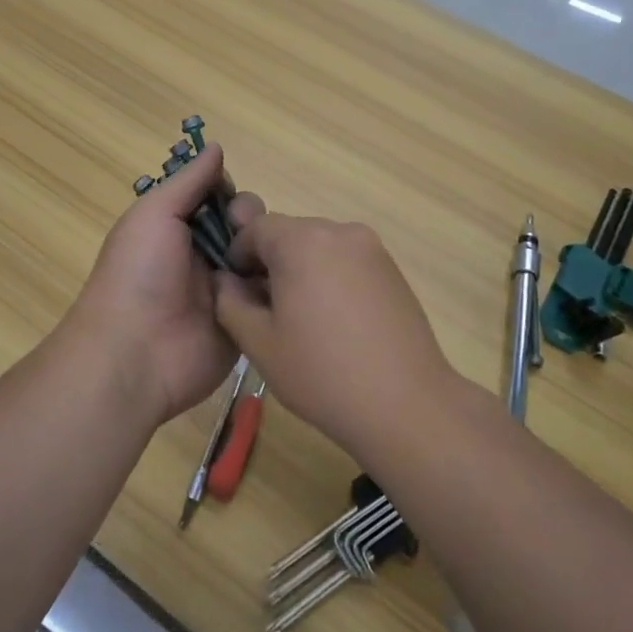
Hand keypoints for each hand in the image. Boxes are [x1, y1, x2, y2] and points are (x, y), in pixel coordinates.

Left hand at [65, 144, 264, 425]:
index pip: (215, 199)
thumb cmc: (139, 274)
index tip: (229, 195)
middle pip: (243, 225)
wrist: (135, 354)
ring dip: (268, 250)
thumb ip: (188, 182)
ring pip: (260, 257)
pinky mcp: (245, 322)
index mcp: (176, 229)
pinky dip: (278, 285)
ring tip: (265, 257)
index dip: (228, 191)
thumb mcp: (155, 215)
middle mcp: (201, 257)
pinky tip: (288, 280)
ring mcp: (225, 291)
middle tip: (243, 232)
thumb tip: (216, 146)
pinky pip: (269, 296)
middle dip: (251, 220)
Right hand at [213, 214, 454, 452]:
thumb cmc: (321, 373)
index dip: (238, 255)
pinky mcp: (393, 270)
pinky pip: (348, 262)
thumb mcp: (258, 342)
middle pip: (290, 234)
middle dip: (271, 262)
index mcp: (302, 241)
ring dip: (302, 270)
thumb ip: (230, 301)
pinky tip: (335, 324)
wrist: (405, 404)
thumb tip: (226, 280)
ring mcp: (372, 249)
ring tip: (303, 321)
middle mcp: (339, 232)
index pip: (256, 227)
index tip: (237, 290)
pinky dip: (332, 279)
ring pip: (320, 247)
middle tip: (265, 309)